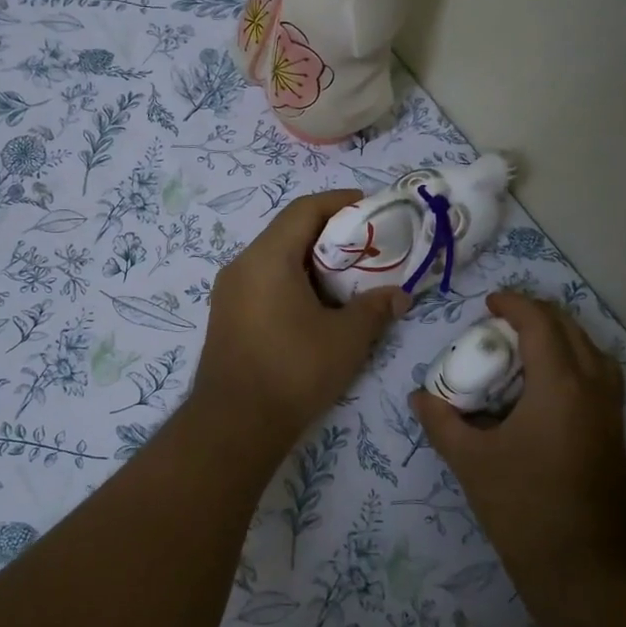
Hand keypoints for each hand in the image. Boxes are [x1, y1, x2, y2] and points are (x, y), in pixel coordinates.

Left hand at [192, 190, 407, 442]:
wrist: (235, 424)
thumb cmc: (294, 371)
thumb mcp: (346, 338)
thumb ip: (375, 308)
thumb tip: (399, 295)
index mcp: (267, 258)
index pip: (304, 210)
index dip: (340, 202)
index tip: (371, 206)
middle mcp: (241, 265)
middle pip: (287, 231)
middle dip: (328, 233)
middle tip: (366, 245)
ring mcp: (229, 292)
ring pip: (274, 258)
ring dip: (310, 260)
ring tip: (346, 276)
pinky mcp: (226, 316)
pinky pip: (262, 282)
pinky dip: (291, 281)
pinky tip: (316, 306)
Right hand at [412, 291, 625, 578]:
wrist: (583, 568)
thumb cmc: (523, 507)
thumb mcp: (470, 461)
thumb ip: (441, 421)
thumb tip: (419, 396)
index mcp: (560, 386)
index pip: (540, 324)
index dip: (514, 304)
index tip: (488, 303)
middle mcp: (594, 388)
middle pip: (571, 329)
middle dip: (537, 315)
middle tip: (501, 320)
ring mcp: (611, 412)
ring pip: (593, 352)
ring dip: (561, 337)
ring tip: (525, 347)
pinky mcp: (614, 434)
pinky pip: (599, 377)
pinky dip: (575, 362)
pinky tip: (545, 387)